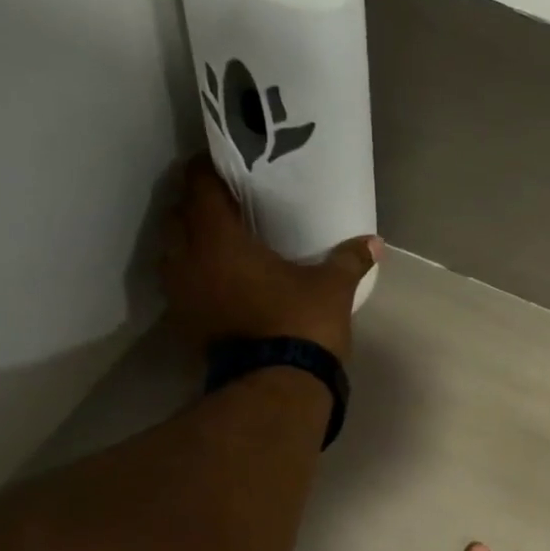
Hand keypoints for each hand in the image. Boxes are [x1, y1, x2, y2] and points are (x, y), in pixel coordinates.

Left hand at [159, 158, 380, 359]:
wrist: (276, 388)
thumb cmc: (300, 324)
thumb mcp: (332, 288)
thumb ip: (349, 260)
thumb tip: (375, 243)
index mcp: (218, 239)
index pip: (200, 186)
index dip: (209, 168)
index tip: (226, 162)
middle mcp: (188, 259)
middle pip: (179, 215)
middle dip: (198, 205)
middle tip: (227, 201)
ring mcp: (182, 294)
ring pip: (173, 251)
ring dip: (192, 241)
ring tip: (221, 240)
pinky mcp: (187, 323)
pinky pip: (183, 284)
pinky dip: (197, 274)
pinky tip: (221, 279)